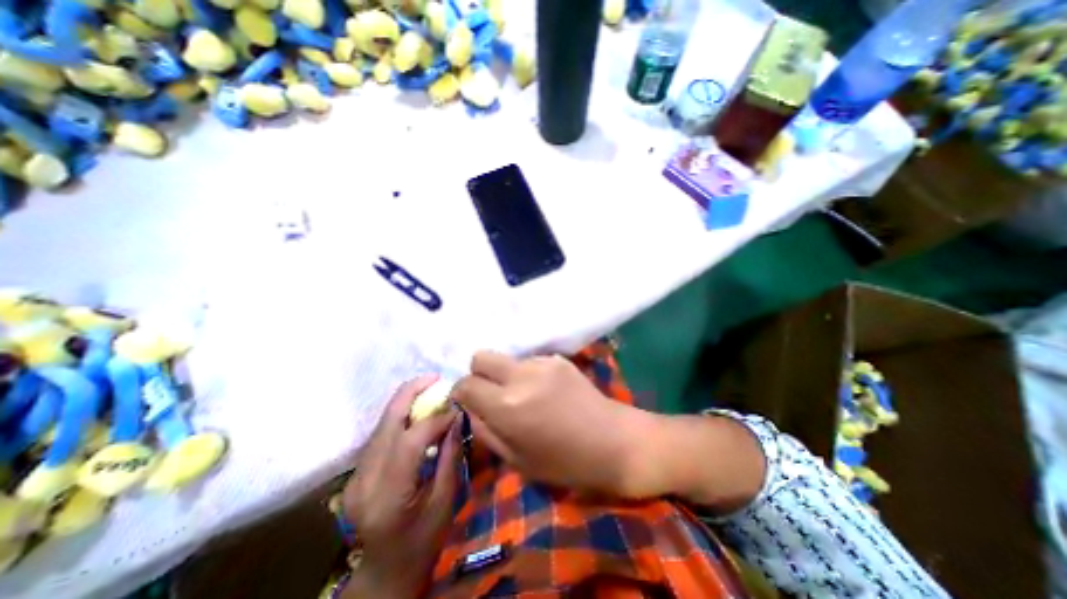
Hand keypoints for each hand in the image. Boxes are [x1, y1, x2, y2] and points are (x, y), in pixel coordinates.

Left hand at [342, 377, 459, 595]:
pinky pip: (381, 435)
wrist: (384, 574)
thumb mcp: (445, 501)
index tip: (457, 408)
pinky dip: (400, 418)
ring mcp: (355, 476)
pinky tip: (417, 413)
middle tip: (434, 377)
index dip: (436, 418)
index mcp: (388, 494)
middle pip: (386, 422)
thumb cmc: (422, 543)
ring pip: (381, 424)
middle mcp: (365, 480)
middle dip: (411, 392)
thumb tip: (456, 418)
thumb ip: (450, 456)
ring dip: (406, 402)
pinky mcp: (357, 473)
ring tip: (430, 391)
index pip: (411, 439)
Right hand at [447, 351, 654, 495]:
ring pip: (508, 359)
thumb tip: (470, 407)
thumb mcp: (515, 459)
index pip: (466, 384)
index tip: (468, 401)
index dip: (461, 392)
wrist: (612, 441)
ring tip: (526, 395)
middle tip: (491, 393)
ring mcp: (542, 363)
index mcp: (507, 406)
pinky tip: (546, 391)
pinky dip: (529, 374)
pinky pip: (530, 361)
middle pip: (481, 356)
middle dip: (479, 373)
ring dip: (507, 375)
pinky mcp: (558, 359)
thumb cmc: (564, 462)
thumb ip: (485, 429)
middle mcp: (521, 376)